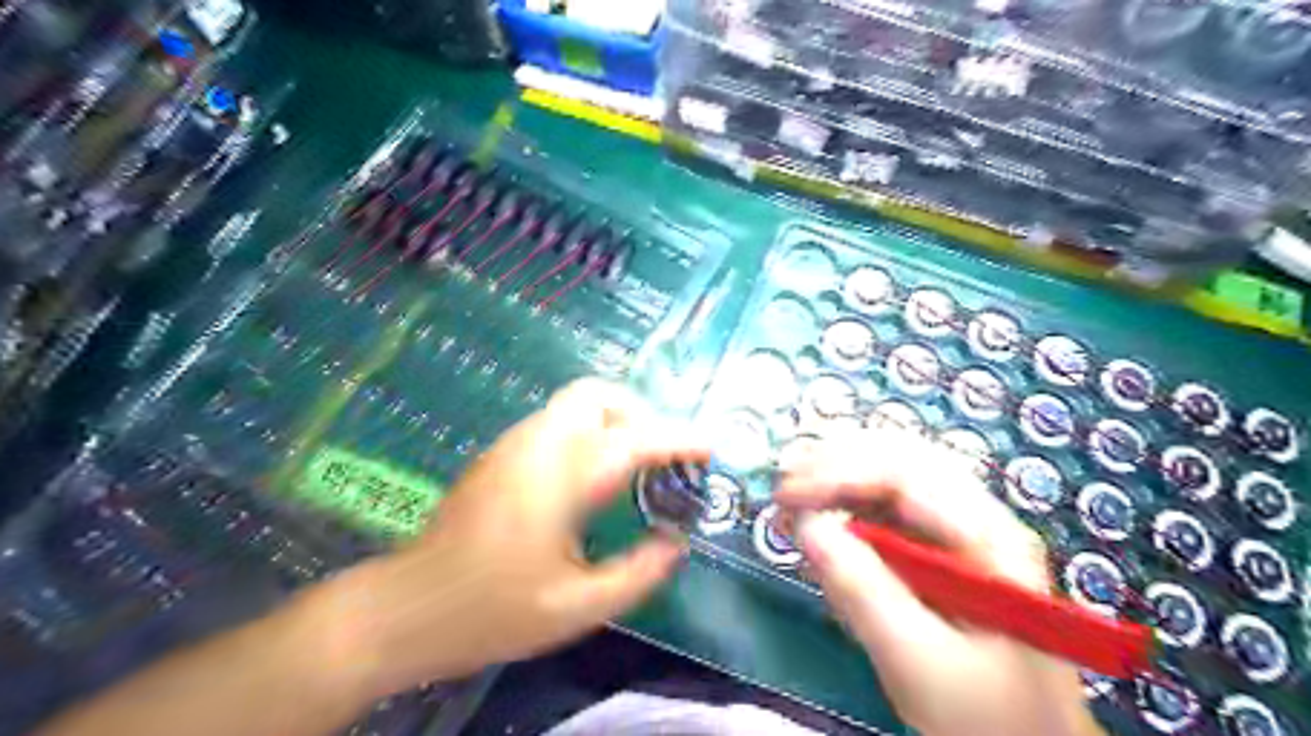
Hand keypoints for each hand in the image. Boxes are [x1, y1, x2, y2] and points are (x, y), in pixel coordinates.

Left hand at [310, 382, 707, 697]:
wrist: (408, 608)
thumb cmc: (493, 610)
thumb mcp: (577, 608)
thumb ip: (637, 573)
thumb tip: (675, 542)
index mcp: (560, 478)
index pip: (633, 439)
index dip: (678, 438)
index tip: (710, 446)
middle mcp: (536, 445)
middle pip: (596, 394)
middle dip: (638, 413)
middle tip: (660, 456)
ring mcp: (512, 445)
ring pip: (574, 404)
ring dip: (612, 421)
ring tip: (633, 467)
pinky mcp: (499, 455)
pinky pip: (556, 423)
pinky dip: (588, 433)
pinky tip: (591, 479)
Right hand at [775, 427, 1104, 734]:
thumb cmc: (984, 716)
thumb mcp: (918, 661)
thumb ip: (862, 591)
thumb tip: (805, 525)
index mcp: (991, 537)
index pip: (907, 475)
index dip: (839, 473)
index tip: (786, 494)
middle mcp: (979, 517)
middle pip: (901, 459)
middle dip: (836, 463)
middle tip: (783, 482)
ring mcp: (961, 530)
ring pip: (892, 476)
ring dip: (839, 476)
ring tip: (792, 491)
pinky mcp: (940, 549)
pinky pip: (889, 508)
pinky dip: (847, 504)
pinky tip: (820, 514)